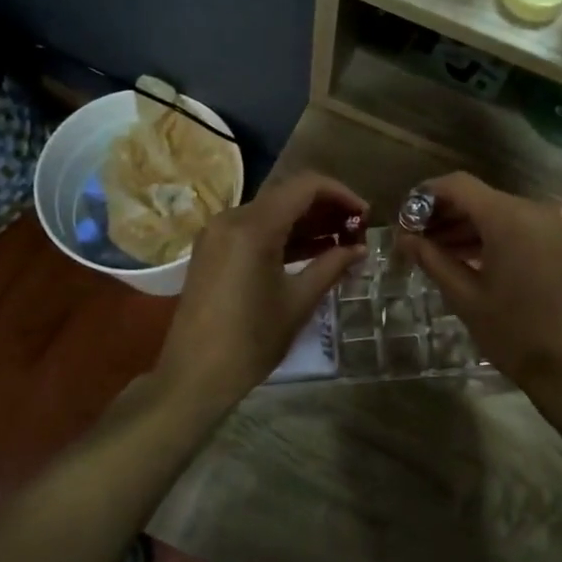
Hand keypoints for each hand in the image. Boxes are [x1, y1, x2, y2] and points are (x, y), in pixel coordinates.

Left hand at [154, 172, 367, 413]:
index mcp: (253, 227)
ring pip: (271, 212)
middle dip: (326, 208)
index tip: (366, 215)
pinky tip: (310, 252)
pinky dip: (283, 235)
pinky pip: (254, 229)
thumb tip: (359, 249)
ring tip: (341, 241)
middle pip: (287, 195)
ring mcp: (218, 233)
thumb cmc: (251, 340)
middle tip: (357, 229)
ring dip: (306, 222)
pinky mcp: (212, 250)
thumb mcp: (298, 302)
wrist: (194, 375)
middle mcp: (231, 218)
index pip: (305, 186)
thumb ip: (331, 266)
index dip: (341, 194)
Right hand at [395, 173, 561, 396]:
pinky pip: (516, 226)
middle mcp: (533, 210)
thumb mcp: (464, 296)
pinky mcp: (559, 241)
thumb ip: (431, 259)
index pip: (459, 186)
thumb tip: (403, 238)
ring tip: (432, 250)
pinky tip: (464, 256)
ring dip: (465, 226)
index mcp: (509, 218)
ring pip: (496, 211)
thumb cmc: (513, 332)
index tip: (403, 217)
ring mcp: (551, 224)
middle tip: (413, 238)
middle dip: (443, 213)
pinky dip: (489, 235)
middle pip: (478, 197)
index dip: (426, 195)